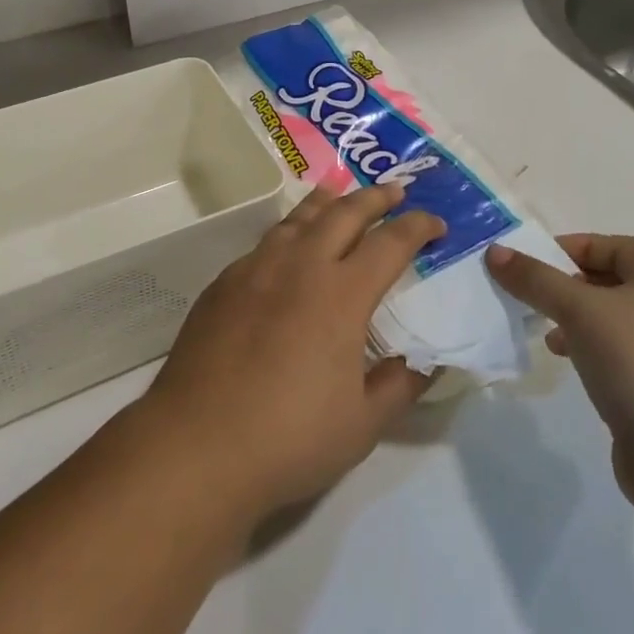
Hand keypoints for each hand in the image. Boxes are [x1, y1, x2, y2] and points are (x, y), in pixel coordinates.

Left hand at [132, 184, 440, 523]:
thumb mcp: (362, 424)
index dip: (417, 227)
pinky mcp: (225, 281)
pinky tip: (289, 245)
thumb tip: (428, 362)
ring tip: (341, 194)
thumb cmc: (290, 437)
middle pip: (344, 213)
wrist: (198, 443)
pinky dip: (290, 231)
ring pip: (299, 218)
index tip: (436, 223)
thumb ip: (400, 385)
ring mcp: (257, 268)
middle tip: (395, 191)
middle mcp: (301, 265)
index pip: (390, 243)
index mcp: (342, 294)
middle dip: (375, 198)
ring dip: (328, 202)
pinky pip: (266, 242)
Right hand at [487, 234, 633, 513]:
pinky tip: (572, 371)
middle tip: (533, 298)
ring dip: (578, 325)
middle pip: (614, 284)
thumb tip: (496, 251)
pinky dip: (593, 357)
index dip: (573, 247)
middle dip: (570, 287)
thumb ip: (535, 280)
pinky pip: (621, 361)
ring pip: (615, 325)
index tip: (533, 262)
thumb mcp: (580, 311)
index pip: (615, 246)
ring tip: (547, 337)